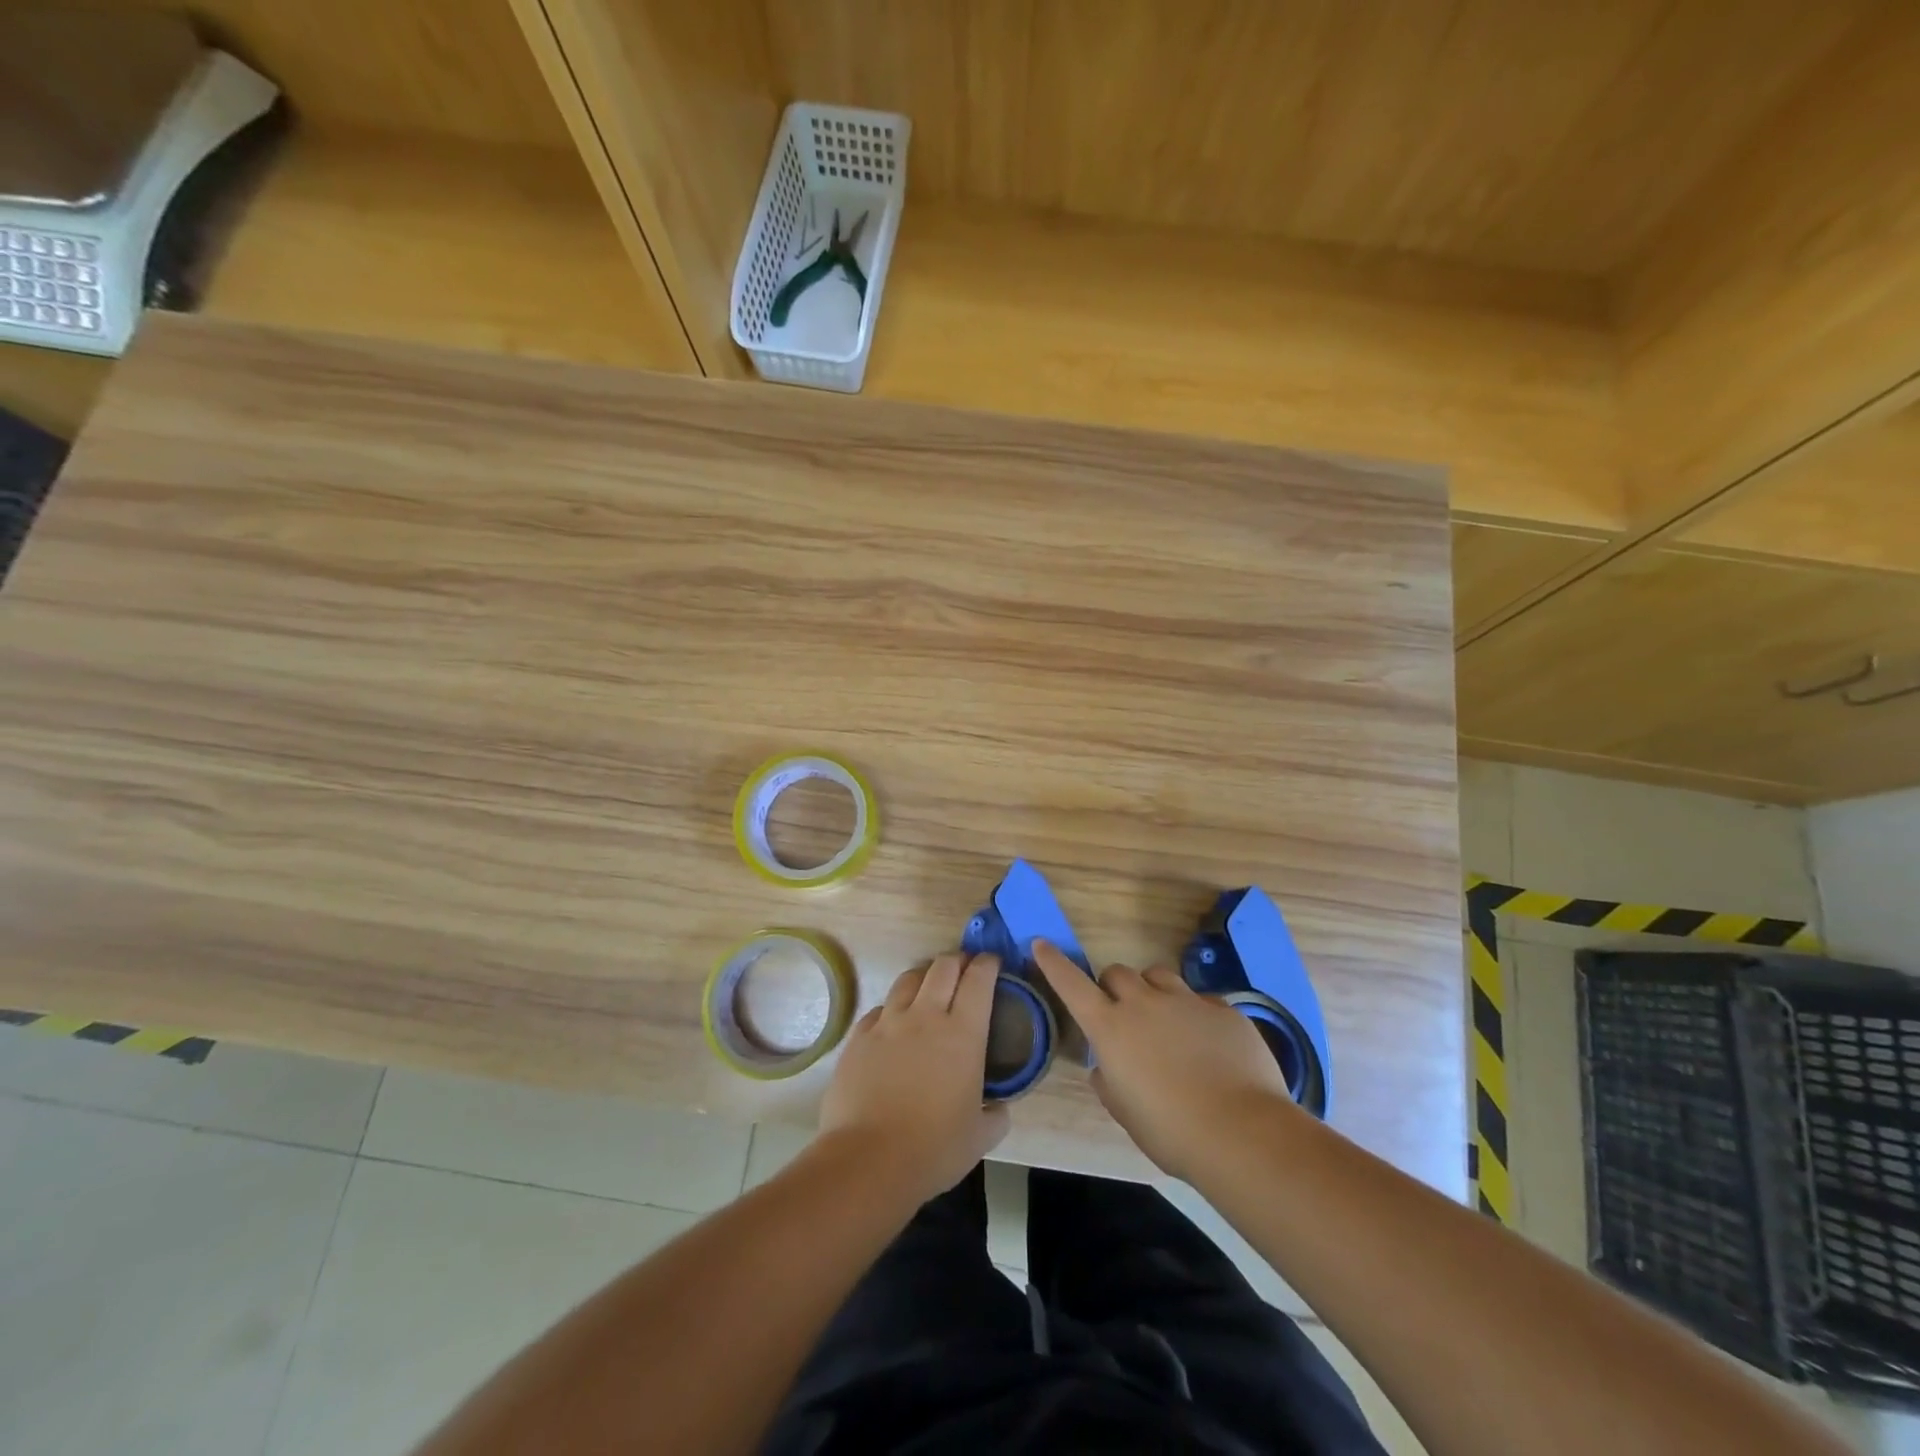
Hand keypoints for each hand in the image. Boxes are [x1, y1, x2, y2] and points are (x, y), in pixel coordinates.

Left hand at [818, 952, 1010, 1204]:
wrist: (869, 1160)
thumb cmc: (934, 1148)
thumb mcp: (980, 1137)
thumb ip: (996, 1115)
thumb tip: (999, 1108)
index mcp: (963, 1033)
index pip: (979, 979)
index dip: (988, 964)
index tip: (992, 962)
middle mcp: (926, 1015)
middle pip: (943, 967)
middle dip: (958, 961)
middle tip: (964, 969)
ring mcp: (888, 1022)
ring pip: (908, 979)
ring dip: (924, 976)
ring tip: (929, 987)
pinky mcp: (859, 1036)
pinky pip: (879, 1009)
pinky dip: (892, 1009)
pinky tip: (893, 1024)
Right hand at [1034, 939, 1292, 1182]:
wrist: (1242, 1132)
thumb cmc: (1171, 1131)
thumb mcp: (1126, 1113)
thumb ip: (1109, 1083)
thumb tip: (1104, 1068)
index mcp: (1111, 1028)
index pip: (1072, 985)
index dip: (1054, 963)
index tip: (1041, 943)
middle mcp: (1144, 1004)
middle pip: (1118, 973)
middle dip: (1113, 987)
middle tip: (1123, 1014)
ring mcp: (1186, 1001)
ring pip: (1158, 975)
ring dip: (1152, 991)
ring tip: (1165, 1020)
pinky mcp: (1223, 1009)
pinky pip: (1200, 999)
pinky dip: (1195, 1015)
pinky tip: (1209, 1045)